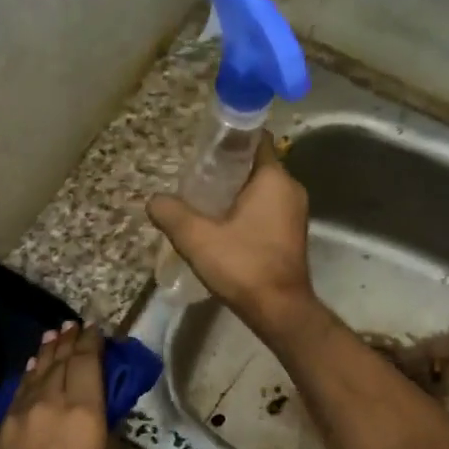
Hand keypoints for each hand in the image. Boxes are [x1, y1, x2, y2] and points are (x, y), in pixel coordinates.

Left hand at [0, 323, 123, 448]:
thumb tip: (104, 427)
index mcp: (83, 417)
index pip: (88, 365)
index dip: (93, 343)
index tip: (98, 329)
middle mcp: (48, 408)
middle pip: (59, 364)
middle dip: (70, 342)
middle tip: (77, 326)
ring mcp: (18, 422)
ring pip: (35, 376)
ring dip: (46, 354)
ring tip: (54, 336)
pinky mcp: (0, 440)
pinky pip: (18, 396)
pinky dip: (28, 378)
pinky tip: (31, 372)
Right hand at [147, 135, 319, 338]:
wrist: (279, 310)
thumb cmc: (243, 266)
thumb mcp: (197, 238)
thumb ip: (172, 213)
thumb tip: (153, 200)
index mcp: (274, 178)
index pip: (254, 139)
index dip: (228, 138)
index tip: (203, 147)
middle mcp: (290, 189)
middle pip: (254, 165)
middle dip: (225, 169)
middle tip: (194, 179)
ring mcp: (295, 213)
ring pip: (260, 190)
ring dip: (234, 193)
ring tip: (202, 203)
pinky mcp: (291, 234)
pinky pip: (266, 210)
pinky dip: (245, 211)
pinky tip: (220, 226)